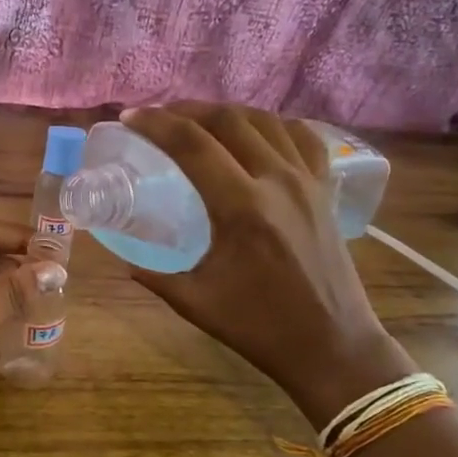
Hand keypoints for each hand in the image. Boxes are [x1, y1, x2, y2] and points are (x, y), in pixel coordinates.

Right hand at [120, 102, 412, 425]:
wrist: (332, 346)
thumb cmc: (260, 327)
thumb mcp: (195, 302)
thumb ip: (154, 276)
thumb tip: (125, 261)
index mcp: (241, 207)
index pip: (192, 145)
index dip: (156, 123)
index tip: (130, 117)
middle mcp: (277, 181)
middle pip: (228, 120)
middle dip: (188, 109)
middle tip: (159, 116)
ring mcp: (307, 182)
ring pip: (266, 121)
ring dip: (227, 113)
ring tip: (200, 120)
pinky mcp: (325, 190)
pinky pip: (303, 138)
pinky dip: (275, 124)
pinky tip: (257, 132)